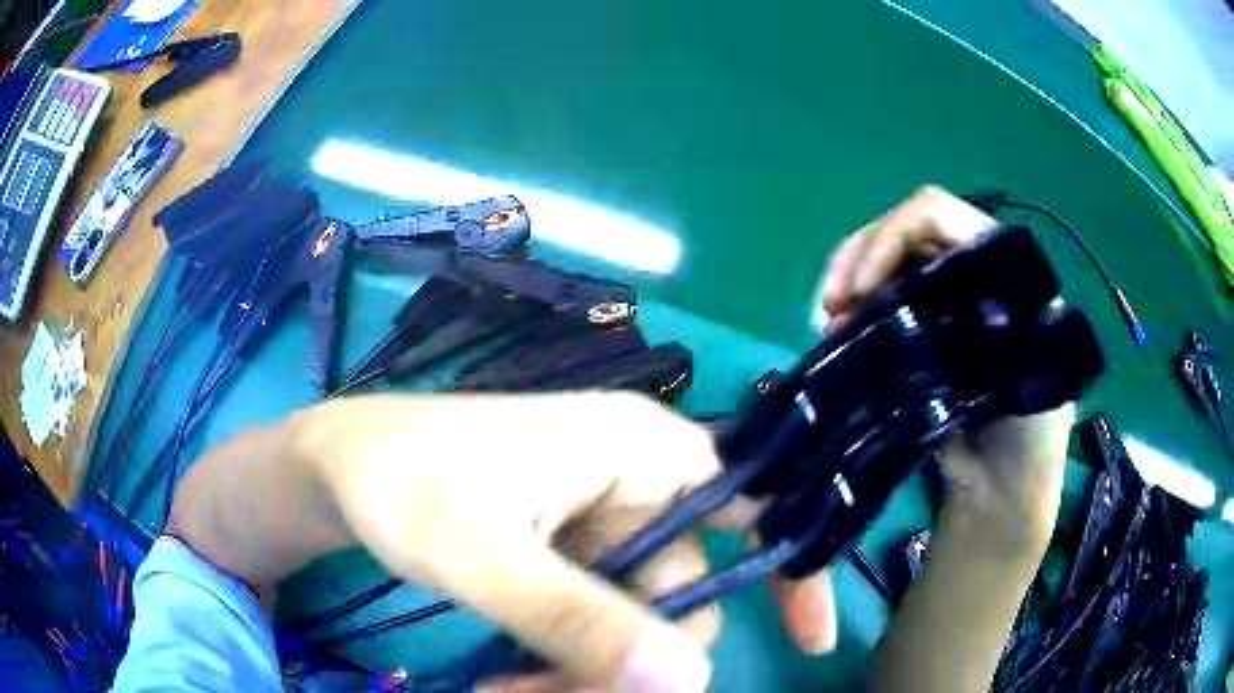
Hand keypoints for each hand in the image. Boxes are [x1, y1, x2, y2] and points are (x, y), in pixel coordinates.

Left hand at [284, 392, 835, 691]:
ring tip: (505, 689)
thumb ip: (577, 618)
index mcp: (639, 450)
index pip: (754, 504)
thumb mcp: (481, 554)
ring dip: (583, 672)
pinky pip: (592, 622)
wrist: (337, 467)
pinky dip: (565, 661)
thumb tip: (689, 681)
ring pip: (629, 622)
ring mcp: (597, 524)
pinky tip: (512, 676)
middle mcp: (634, 483)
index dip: (791, 571)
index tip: (807, 643)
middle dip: (628, 663)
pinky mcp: (563, 555)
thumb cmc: (401, 482)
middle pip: (678, 594)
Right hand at [822, 186, 1072, 543]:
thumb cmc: (1027, 434)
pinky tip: (837, 333)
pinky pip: (881, 296)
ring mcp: (942, 294)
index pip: (938, 216)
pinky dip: (853, 308)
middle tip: (830, 308)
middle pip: (902, 230)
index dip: (891, 238)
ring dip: (849, 281)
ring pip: (885, 258)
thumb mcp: (1024, 376)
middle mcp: (968, 267)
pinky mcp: (921, 323)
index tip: (862, 291)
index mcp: (1002, 265)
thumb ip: (990, 329)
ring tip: (829, 325)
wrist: (1004, 482)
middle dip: (859, 258)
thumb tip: (933, 301)